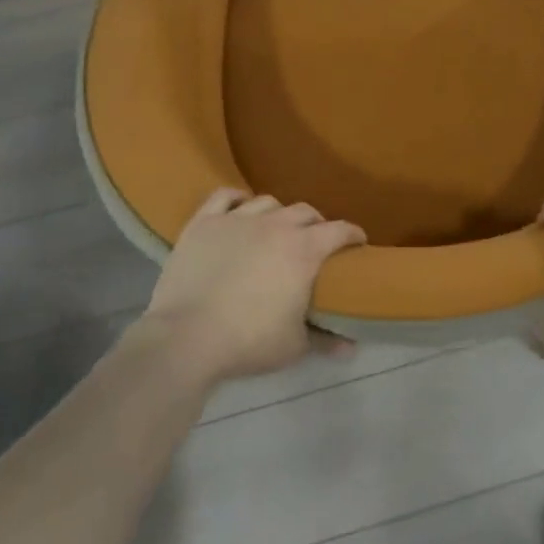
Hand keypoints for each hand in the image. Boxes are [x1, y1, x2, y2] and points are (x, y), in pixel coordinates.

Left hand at [142, 189, 366, 384]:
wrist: (186, 338)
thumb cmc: (248, 341)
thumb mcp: (294, 346)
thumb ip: (325, 340)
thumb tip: (351, 347)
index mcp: (304, 250)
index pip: (340, 231)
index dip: (353, 235)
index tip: (357, 243)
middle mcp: (275, 225)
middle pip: (306, 211)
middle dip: (317, 224)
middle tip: (316, 242)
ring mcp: (237, 219)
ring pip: (268, 202)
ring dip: (279, 213)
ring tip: (277, 228)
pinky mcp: (204, 222)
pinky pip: (225, 196)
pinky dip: (237, 199)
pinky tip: (240, 208)